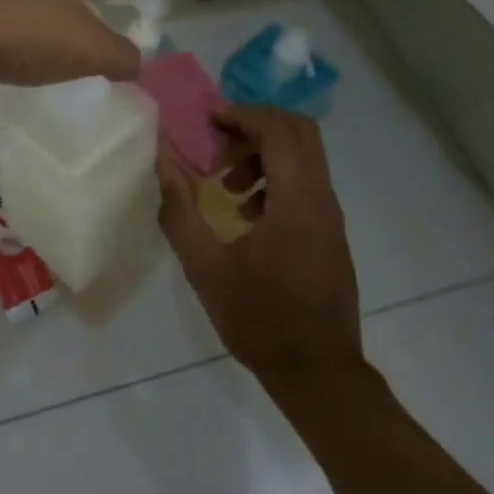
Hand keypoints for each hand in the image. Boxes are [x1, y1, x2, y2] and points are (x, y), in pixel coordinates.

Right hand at [158, 107, 363, 388]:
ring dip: (264, 154)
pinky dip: (276, 178)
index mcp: (296, 200)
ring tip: (226, 186)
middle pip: (299, 131)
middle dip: (255, 127)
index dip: (241, 116)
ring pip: (304, 156)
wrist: (320, 377)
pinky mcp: (331, 232)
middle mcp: (321, 198)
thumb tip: (162, 157)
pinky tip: (247, 215)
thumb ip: (180, 207)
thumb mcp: (205, 267)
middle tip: (218, 143)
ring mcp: (331, 216)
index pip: (277, 130)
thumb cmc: (260, 320)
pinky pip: (306, 182)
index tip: (208, 123)